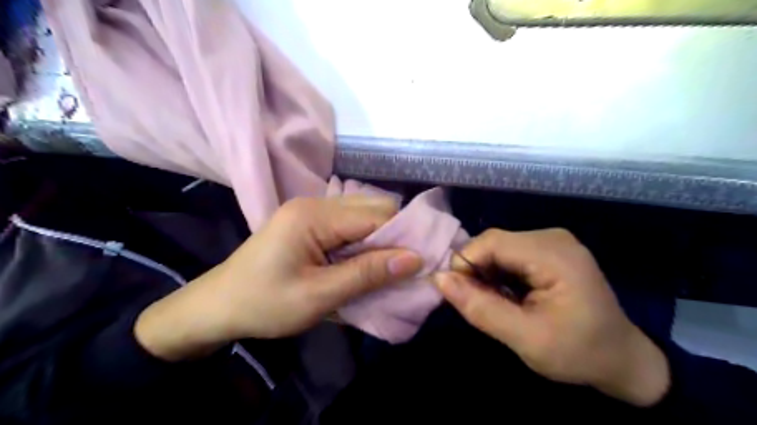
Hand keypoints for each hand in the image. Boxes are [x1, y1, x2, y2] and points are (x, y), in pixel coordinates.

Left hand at [135, 197, 420, 360]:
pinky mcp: (310, 222)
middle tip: (405, 267)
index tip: (423, 261)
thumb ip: (367, 273)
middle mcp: (315, 203)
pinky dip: (364, 241)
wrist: (218, 306)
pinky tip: (366, 260)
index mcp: (314, 216)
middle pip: (372, 208)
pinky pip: (349, 224)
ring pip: (363, 215)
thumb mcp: (319, 296)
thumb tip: (415, 259)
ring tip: (388, 266)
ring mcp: (312, 210)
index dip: (403, 236)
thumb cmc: (264, 304)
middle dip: (394, 235)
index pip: (376, 215)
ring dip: (380, 239)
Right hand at [438, 227, 667, 406]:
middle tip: (478, 304)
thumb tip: (438, 279)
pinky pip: (510, 253)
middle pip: (493, 242)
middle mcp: (551, 237)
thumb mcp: (525, 338)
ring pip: (498, 247)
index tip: (459, 296)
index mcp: (553, 254)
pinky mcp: (549, 250)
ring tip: (495, 303)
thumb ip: (480, 308)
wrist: (622, 359)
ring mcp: (552, 241)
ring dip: (487, 273)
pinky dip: (499, 273)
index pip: (490, 242)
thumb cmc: (578, 353)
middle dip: (476, 271)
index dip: (465, 264)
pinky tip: (508, 294)